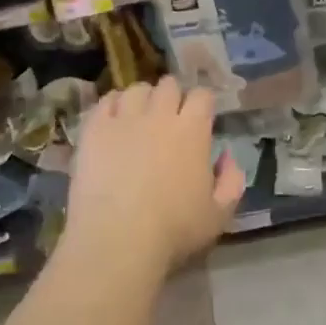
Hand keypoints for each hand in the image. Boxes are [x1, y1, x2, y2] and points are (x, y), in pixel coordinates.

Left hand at [65, 78, 245, 279]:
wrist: (117, 239)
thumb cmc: (174, 230)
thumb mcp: (220, 214)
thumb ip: (231, 180)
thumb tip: (226, 155)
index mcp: (193, 131)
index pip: (202, 95)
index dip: (202, 103)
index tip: (200, 117)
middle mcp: (159, 115)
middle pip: (168, 85)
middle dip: (172, 95)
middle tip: (169, 116)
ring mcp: (124, 119)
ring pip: (136, 89)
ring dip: (142, 98)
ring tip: (139, 115)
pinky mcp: (94, 130)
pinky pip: (105, 102)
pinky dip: (112, 105)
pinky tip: (113, 119)